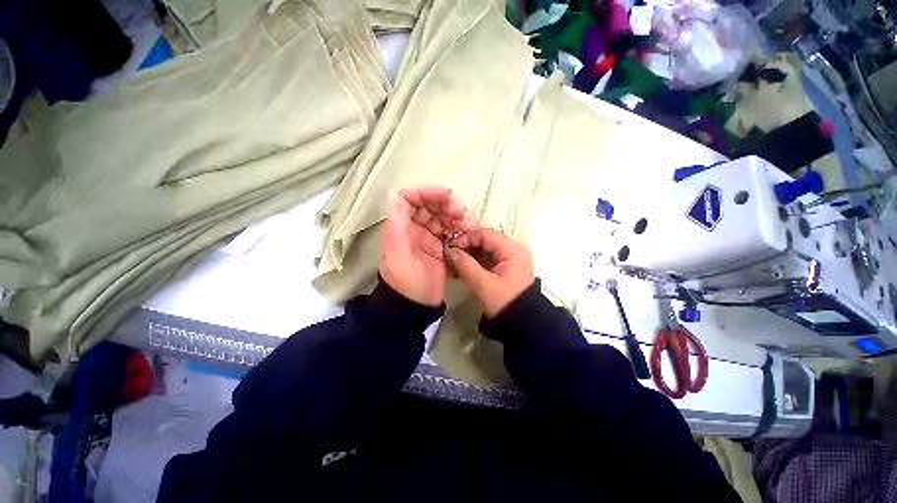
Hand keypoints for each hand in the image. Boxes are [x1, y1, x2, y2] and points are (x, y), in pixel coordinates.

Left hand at [380, 186, 472, 305]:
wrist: (416, 306)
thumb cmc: (406, 279)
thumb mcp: (398, 251)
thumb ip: (397, 223)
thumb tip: (394, 194)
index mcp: (401, 227)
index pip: (410, 199)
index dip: (426, 192)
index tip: (446, 194)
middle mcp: (414, 229)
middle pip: (429, 207)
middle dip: (446, 205)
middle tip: (462, 212)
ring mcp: (428, 239)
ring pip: (442, 219)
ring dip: (456, 217)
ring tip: (469, 224)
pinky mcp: (439, 248)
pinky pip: (450, 232)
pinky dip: (459, 230)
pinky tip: (468, 232)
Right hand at [445, 229, 534, 317]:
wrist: (522, 324)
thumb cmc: (505, 303)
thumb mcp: (483, 284)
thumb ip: (465, 265)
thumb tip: (448, 250)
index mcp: (513, 250)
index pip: (486, 234)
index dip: (466, 238)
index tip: (450, 246)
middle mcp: (513, 249)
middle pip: (485, 240)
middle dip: (466, 247)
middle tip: (449, 255)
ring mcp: (509, 258)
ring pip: (484, 249)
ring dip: (468, 255)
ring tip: (453, 263)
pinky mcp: (505, 267)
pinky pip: (487, 259)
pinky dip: (474, 262)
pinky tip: (461, 268)